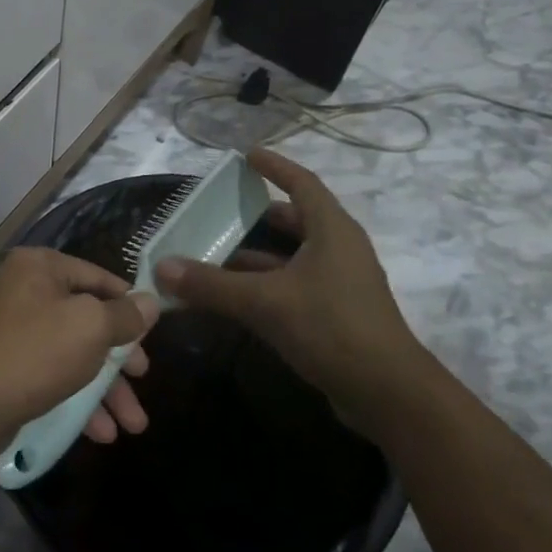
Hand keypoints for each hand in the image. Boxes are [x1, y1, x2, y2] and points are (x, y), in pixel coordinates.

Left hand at [0, 247, 159, 457]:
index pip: (98, 276)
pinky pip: (52, 375)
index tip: (153, 331)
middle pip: (86, 318)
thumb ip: (124, 316)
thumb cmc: (35, 353)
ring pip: (72, 353)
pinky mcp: (7, 367)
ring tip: (133, 425)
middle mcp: (24, 290)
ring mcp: (13, 330)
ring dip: (104, 388)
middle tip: (143, 379)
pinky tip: (100, 433)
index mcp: (40, 267)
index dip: (129, 304)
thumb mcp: (90, 328)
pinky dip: (77, 399)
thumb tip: (150, 302)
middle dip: (119, 357)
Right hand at [153, 148, 426, 436]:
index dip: (275, 166)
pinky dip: (264, 285)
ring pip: (292, 257)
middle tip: (221, 211)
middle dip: (258, 215)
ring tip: (215, 254)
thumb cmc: (331, 327)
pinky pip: (293, 286)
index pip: (302, 183)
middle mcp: (339, 250)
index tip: (247, 155)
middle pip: (296, 220)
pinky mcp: (336, 315)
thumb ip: (212, 285)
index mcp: (332, 230)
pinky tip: (234, 298)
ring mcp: (340, 284)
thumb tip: (162, 267)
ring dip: (256, 255)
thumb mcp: (265, 302)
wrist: (389, 395)